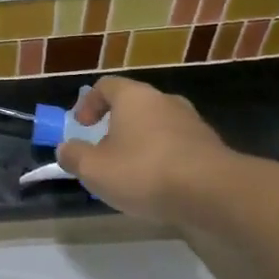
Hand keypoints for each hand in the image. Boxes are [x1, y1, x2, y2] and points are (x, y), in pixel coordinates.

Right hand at [55, 77, 235, 221]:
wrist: (214, 193)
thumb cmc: (145, 172)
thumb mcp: (95, 169)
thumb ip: (74, 156)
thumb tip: (64, 148)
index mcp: (134, 97)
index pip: (106, 86)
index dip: (89, 103)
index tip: (81, 126)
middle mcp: (164, 101)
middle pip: (134, 105)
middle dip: (115, 127)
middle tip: (104, 151)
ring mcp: (192, 123)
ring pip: (157, 126)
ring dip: (141, 144)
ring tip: (131, 173)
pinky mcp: (210, 147)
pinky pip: (177, 146)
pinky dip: (164, 159)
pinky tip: (159, 185)